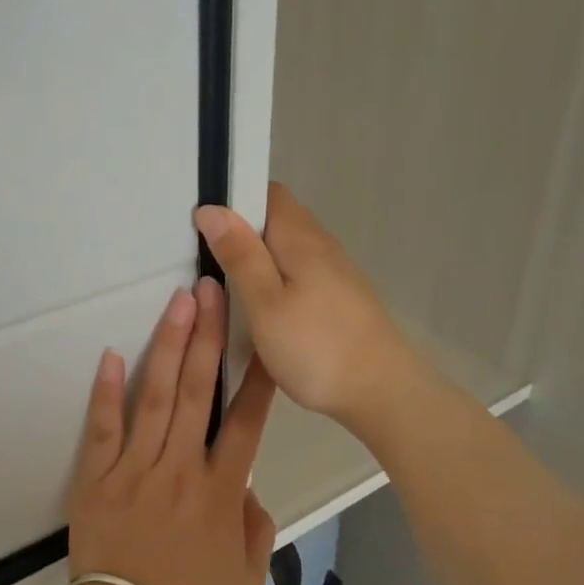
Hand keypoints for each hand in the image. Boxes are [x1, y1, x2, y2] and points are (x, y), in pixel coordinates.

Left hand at [64, 276, 278, 584]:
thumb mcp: (249, 578)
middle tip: (213, 291)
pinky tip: (112, 355)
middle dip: (209, 336)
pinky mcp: (98, 478)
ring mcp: (136, 469)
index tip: (265, 338)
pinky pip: (103, 429)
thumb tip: (248, 489)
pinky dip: (106, 392)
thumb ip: (257, 527)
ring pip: (157, 397)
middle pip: (200, 392)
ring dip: (169, 347)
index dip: (259, 378)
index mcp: (222, 491)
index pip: (246, 423)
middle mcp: (182, 468)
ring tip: (179, 304)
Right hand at [194, 182, 423, 429]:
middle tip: (202, 257)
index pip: (266, 192)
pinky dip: (275, 280)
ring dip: (257, 258)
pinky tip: (260, 308)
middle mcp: (321, 245)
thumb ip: (240, 255)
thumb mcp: (266, 303)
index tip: (201, 222)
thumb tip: (212, 209)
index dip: (233, 199)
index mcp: (300, 237)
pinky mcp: (339, 298)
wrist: (382, 391)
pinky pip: (298, 274)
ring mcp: (335, 272)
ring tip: (224, 284)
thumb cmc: (317, 346)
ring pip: (286, 249)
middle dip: (240, 231)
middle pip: (276, 220)